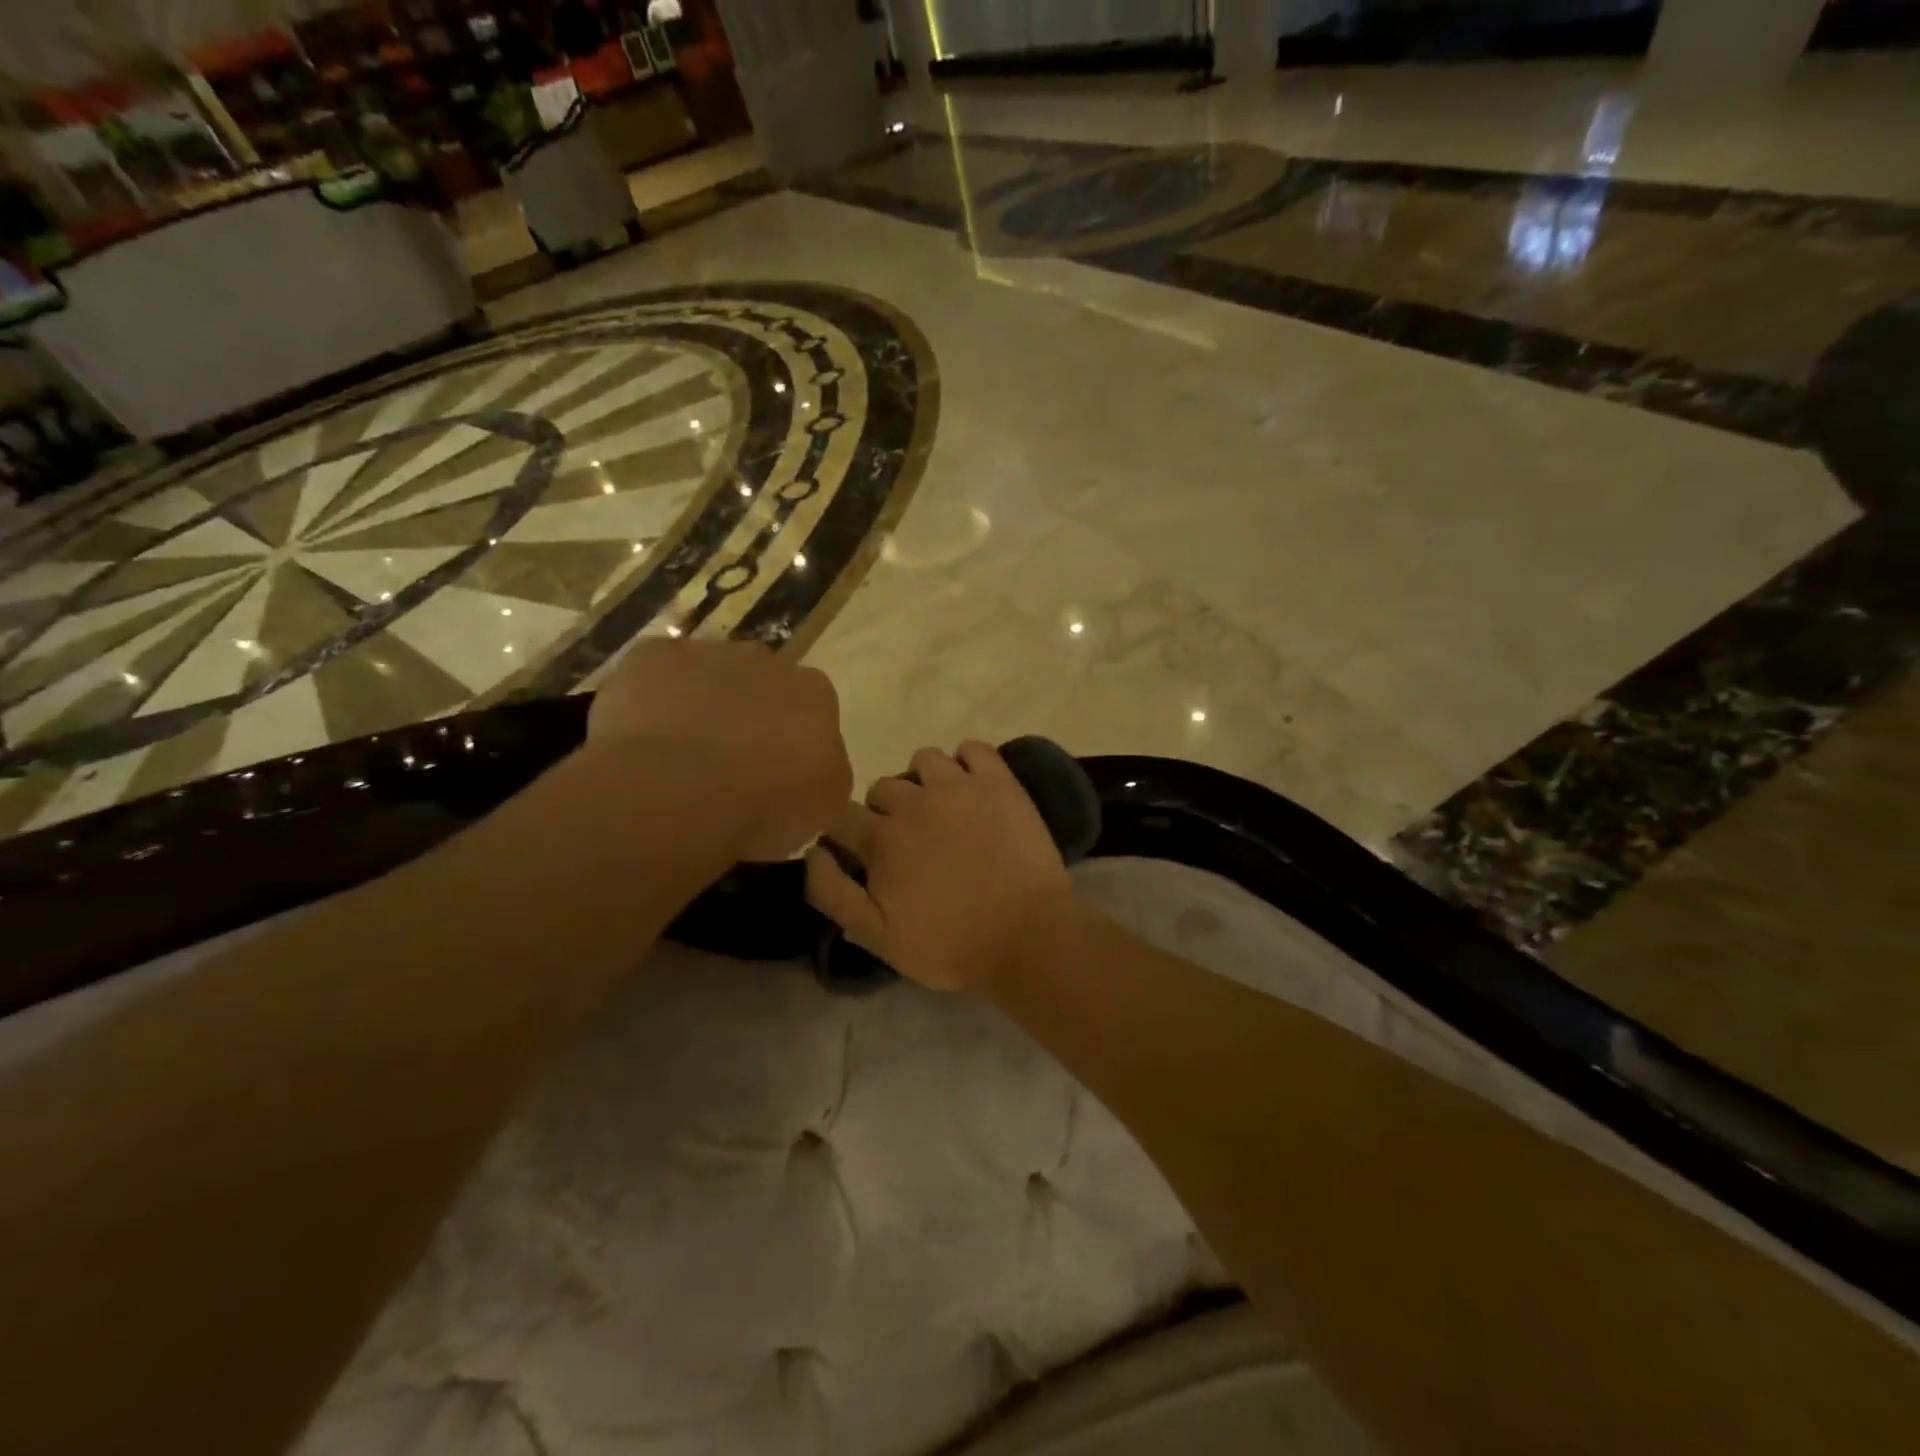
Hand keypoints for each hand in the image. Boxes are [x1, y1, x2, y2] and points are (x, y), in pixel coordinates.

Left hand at [586, 638, 850, 861]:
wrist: (673, 794)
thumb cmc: (761, 807)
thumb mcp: (823, 809)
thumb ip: (827, 776)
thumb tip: (816, 769)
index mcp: (815, 694)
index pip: (814, 710)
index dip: (793, 741)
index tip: (777, 773)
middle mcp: (767, 660)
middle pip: (762, 684)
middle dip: (749, 716)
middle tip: (729, 764)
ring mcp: (706, 653)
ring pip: (708, 675)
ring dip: (701, 704)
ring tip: (679, 757)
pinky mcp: (652, 654)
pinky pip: (655, 675)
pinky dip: (651, 699)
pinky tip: (640, 738)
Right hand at [804, 741, 1076, 993]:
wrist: (1028, 937)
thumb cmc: (951, 945)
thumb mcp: (877, 936)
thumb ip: (833, 893)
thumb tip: (812, 851)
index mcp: (881, 838)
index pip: (841, 815)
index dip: (843, 832)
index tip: (857, 851)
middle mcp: (915, 801)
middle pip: (882, 787)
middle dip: (884, 811)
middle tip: (907, 841)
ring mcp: (960, 786)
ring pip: (924, 760)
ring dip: (923, 781)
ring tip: (940, 810)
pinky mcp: (999, 783)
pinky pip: (973, 749)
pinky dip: (967, 761)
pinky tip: (972, 786)